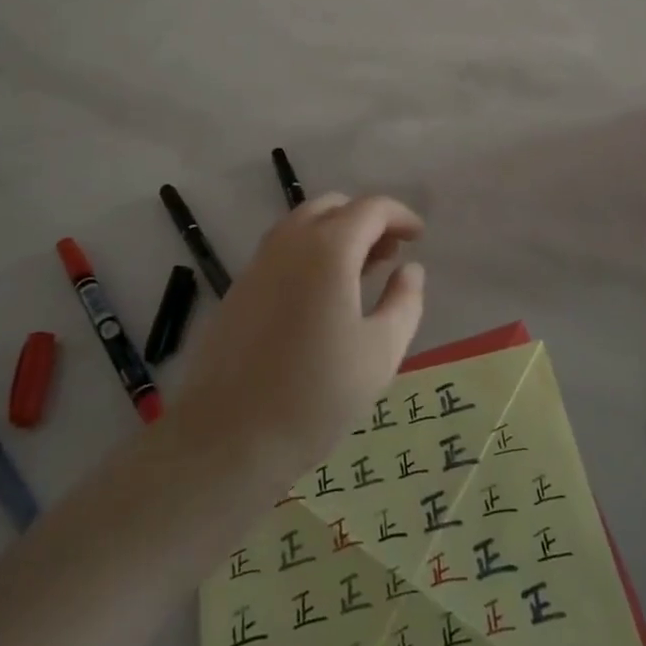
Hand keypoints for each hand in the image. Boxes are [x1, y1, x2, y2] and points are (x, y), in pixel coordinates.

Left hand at [172, 194, 425, 482]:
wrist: (227, 438)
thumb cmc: (316, 395)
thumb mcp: (380, 352)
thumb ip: (404, 302)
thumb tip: (410, 269)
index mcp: (328, 249)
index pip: (370, 208)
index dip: (400, 216)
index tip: (418, 237)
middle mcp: (289, 243)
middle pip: (333, 207)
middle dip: (367, 220)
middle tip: (390, 254)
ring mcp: (258, 263)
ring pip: (303, 225)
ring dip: (337, 234)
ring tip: (360, 274)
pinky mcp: (239, 289)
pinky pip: (282, 251)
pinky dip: (310, 253)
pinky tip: (322, 296)